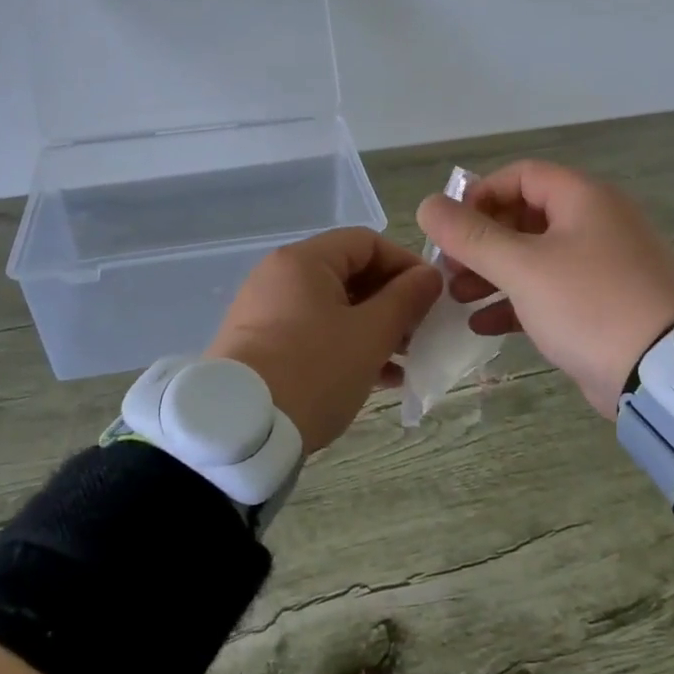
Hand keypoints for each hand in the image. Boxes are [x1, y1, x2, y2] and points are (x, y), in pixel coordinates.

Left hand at [207, 228, 442, 455]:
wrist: (241, 430)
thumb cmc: (314, 370)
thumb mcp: (370, 335)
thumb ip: (406, 299)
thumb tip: (429, 276)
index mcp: (304, 261)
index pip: (367, 242)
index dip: (405, 264)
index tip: (432, 297)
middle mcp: (281, 277)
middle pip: (350, 274)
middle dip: (392, 302)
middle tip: (420, 333)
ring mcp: (267, 312)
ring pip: (335, 307)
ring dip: (375, 328)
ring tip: (405, 361)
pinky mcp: (262, 345)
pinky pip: (315, 332)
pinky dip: (348, 346)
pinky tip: (379, 378)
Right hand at [416, 161, 673, 418]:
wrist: (662, 374)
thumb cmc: (589, 305)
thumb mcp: (522, 267)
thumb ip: (470, 235)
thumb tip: (427, 205)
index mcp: (584, 199)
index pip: (521, 175)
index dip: (480, 195)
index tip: (451, 227)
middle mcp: (596, 223)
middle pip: (525, 216)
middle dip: (481, 241)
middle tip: (448, 266)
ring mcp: (602, 265)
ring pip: (535, 257)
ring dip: (492, 273)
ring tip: (457, 296)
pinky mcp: (602, 304)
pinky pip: (551, 290)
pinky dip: (516, 301)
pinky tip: (482, 324)